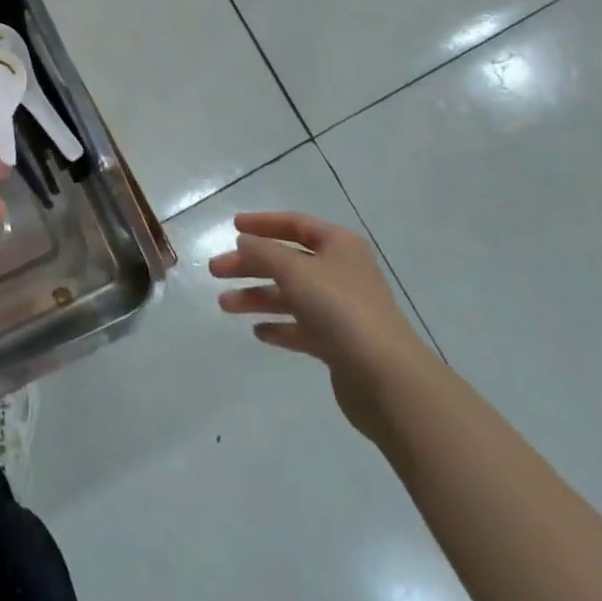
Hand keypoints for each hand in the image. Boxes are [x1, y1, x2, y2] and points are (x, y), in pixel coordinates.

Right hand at [209, 212, 432, 437]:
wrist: (386, 377)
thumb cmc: (339, 309)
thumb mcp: (294, 270)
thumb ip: (263, 252)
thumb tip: (244, 242)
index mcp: (339, 246)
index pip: (296, 224)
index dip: (263, 223)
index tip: (232, 227)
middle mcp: (341, 273)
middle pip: (287, 261)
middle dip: (250, 265)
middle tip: (215, 271)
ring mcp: (341, 310)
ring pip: (290, 296)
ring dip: (256, 297)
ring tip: (225, 305)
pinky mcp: (339, 344)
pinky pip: (301, 328)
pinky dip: (279, 327)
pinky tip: (258, 332)